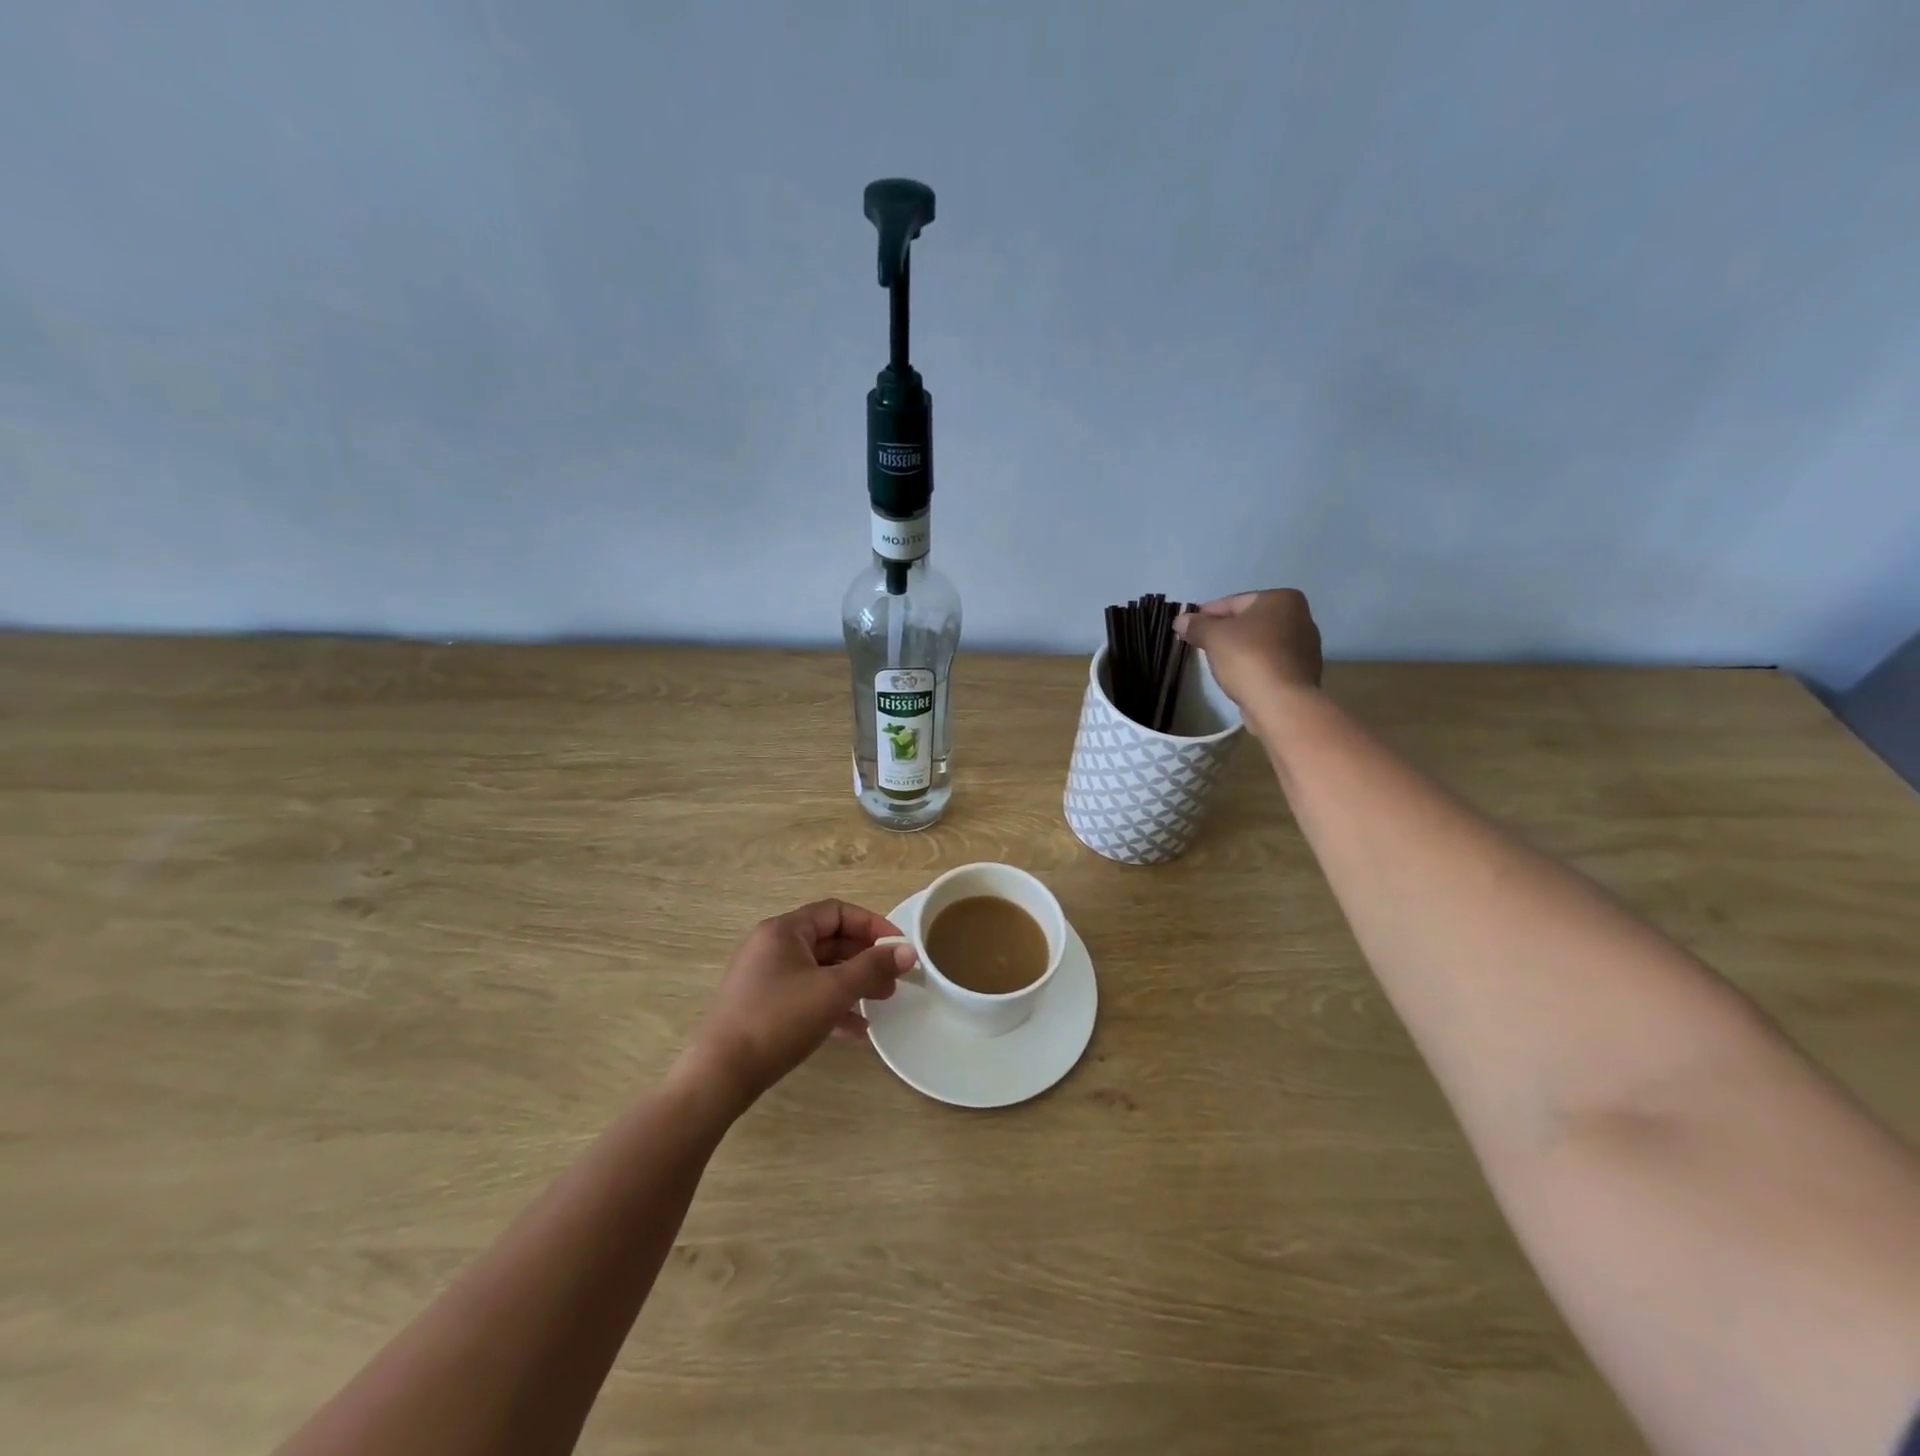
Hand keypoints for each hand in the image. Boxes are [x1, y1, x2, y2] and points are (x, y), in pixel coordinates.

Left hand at [680, 900, 916, 1109]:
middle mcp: (772, 946)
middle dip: (865, 958)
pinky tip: (855, 1029)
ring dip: (852, 982)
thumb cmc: (779, 1020)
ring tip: (882, 1001)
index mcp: (784, 930)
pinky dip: (831, 1004)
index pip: (836, 912)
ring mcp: (764, 976)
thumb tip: (907, 951)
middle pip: (829, 940)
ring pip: (819, 969)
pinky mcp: (762, 1005)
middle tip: (893, 979)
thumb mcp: (833, 990)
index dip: (872, 925)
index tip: (898, 947)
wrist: (721, 1075)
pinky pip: (805, 993)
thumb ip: (873, 967)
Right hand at [1174, 589, 1322, 721]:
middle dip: (1224, 631)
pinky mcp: (1302, 672)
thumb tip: (1181, 620)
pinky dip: (1253, 665)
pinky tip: (1238, 676)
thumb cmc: (1248, 658)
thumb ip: (1196, 625)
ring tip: (1216, 662)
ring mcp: (1305, 647)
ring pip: (1259, 642)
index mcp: (1282, 599)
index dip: (1206, 614)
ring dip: (1239, 649)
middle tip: (1200, 644)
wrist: (1282, 703)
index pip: (1233, 602)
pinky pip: (1269, 662)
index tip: (1187, 627)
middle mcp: (1301, 617)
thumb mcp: (1213, 636)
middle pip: (1249, 621)